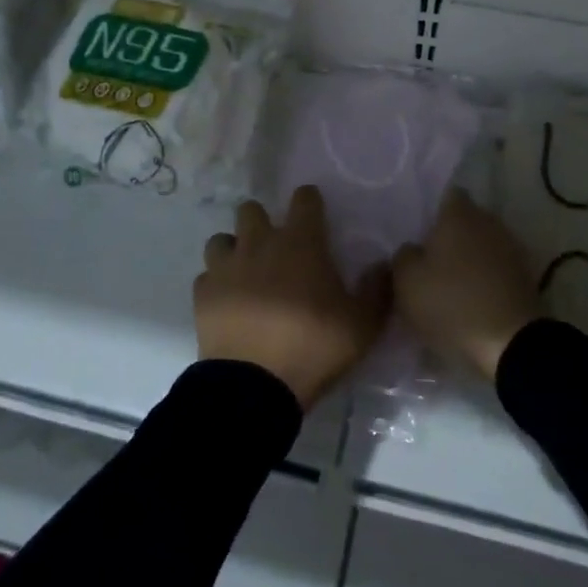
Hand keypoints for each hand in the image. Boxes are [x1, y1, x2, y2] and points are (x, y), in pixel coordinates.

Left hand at [195, 186, 391, 410]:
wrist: (253, 387)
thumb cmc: (312, 347)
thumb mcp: (362, 325)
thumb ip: (377, 290)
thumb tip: (384, 265)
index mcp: (301, 242)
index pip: (304, 199)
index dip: (310, 202)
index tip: (315, 216)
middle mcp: (260, 243)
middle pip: (252, 209)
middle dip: (262, 221)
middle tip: (275, 248)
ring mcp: (227, 266)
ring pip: (223, 239)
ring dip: (234, 249)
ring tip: (245, 272)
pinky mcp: (203, 294)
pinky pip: (206, 276)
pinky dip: (216, 284)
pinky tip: (227, 301)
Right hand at [392, 189, 540, 381]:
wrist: (511, 345)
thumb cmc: (452, 303)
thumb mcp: (406, 282)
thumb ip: (403, 256)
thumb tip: (412, 249)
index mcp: (459, 214)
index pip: (446, 195)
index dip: (432, 210)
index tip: (419, 231)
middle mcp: (489, 221)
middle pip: (466, 220)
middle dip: (450, 235)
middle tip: (430, 259)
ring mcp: (511, 248)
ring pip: (483, 244)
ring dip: (470, 258)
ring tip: (452, 283)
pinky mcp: (526, 277)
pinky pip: (497, 269)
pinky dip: (486, 279)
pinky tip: (473, 300)